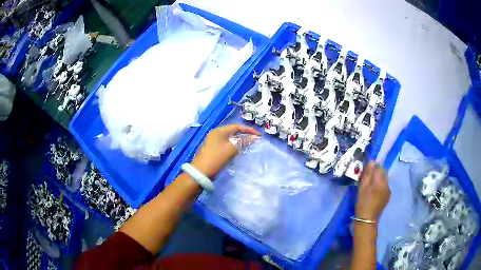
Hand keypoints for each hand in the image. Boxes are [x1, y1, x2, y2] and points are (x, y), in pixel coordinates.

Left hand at [191, 124, 259, 178]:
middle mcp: (215, 133)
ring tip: (248, 144)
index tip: (258, 135)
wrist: (201, 172)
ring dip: (238, 140)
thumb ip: (243, 142)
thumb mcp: (232, 150)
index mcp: (219, 131)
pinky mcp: (211, 148)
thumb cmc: (217, 158)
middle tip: (254, 139)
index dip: (249, 130)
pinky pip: (225, 143)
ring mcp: (212, 141)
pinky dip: (232, 144)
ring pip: (229, 138)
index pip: (237, 126)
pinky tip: (237, 150)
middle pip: (232, 131)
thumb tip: (253, 138)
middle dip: (244, 134)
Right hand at [355, 161, 390, 221]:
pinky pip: (384, 187)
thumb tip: (372, 161)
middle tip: (366, 180)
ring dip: (377, 180)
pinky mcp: (387, 197)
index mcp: (381, 181)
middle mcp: (387, 184)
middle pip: (382, 173)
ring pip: (383, 180)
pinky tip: (373, 194)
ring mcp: (388, 191)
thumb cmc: (363, 203)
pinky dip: (379, 187)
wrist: (367, 220)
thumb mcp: (362, 187)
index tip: (365, 173)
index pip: (379, 167)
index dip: (372, 168)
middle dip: (375, 173)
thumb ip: (368, 173)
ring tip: (369, 187)